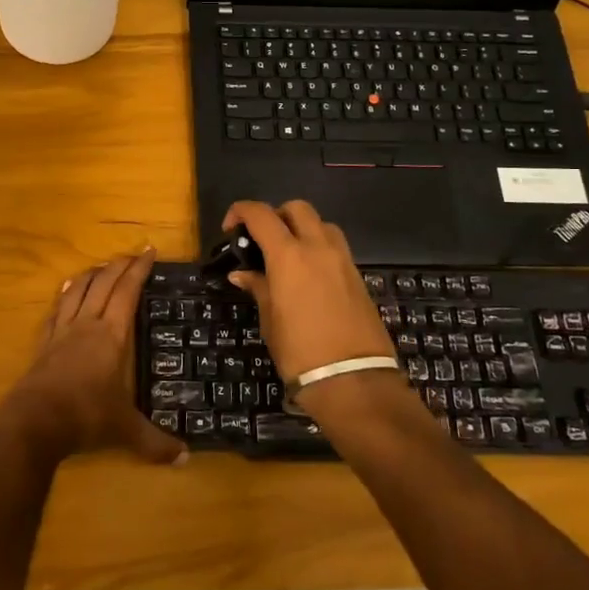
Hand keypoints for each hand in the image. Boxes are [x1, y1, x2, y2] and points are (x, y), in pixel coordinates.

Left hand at [6, 250, 187, 465]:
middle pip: (103, 283)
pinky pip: (56, 309)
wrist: (34, 421)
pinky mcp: (44, 343)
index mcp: (111, 335)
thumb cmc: (85, 416)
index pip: (128, 292)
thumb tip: (186, 458)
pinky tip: (66, 289)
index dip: (139, 270)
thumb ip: (155, 443)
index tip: (150, 252)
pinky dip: (65, 294)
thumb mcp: (125, 430)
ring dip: (92, 274)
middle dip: (119, 265)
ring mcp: (62, 331)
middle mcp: (86, 324)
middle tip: (133, 255)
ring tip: (102, 267)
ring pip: (77, 290)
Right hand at [221, 200, 395, 386]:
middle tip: (262, 240)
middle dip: (276, 215)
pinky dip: (318, 249)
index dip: (240, 212)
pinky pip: (335, 247)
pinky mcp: (358, 277)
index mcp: (289, 255)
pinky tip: (308, 276)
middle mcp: (318, 248)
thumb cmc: (300, 352)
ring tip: (288, 256)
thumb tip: (242, 274)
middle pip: (297, 208)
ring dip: (302, 229)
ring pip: (321, 224)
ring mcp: (342, 260)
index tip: (230, 229)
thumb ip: (258, 288)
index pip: (260, 214)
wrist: (354, 381)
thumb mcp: (271, 320)